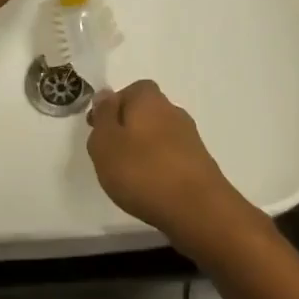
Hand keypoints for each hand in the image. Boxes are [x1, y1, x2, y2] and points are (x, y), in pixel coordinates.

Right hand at [86, 81, 250, 246]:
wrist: (197, 209)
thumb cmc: (142, 171)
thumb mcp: (106, 142)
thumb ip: (103, 116)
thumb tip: (106, 95)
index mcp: (149, 99)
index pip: (131, 90)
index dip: (114, 107)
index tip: (99, 131)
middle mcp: (172, 111)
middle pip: (146, 112)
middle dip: (128, 129)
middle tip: (111, 155)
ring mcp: (190, 137)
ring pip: (159, 135)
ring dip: (144, 149)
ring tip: (128, 176)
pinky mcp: (199, 163)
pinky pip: (171, 156)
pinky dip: (159, 166)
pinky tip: (150, 187)